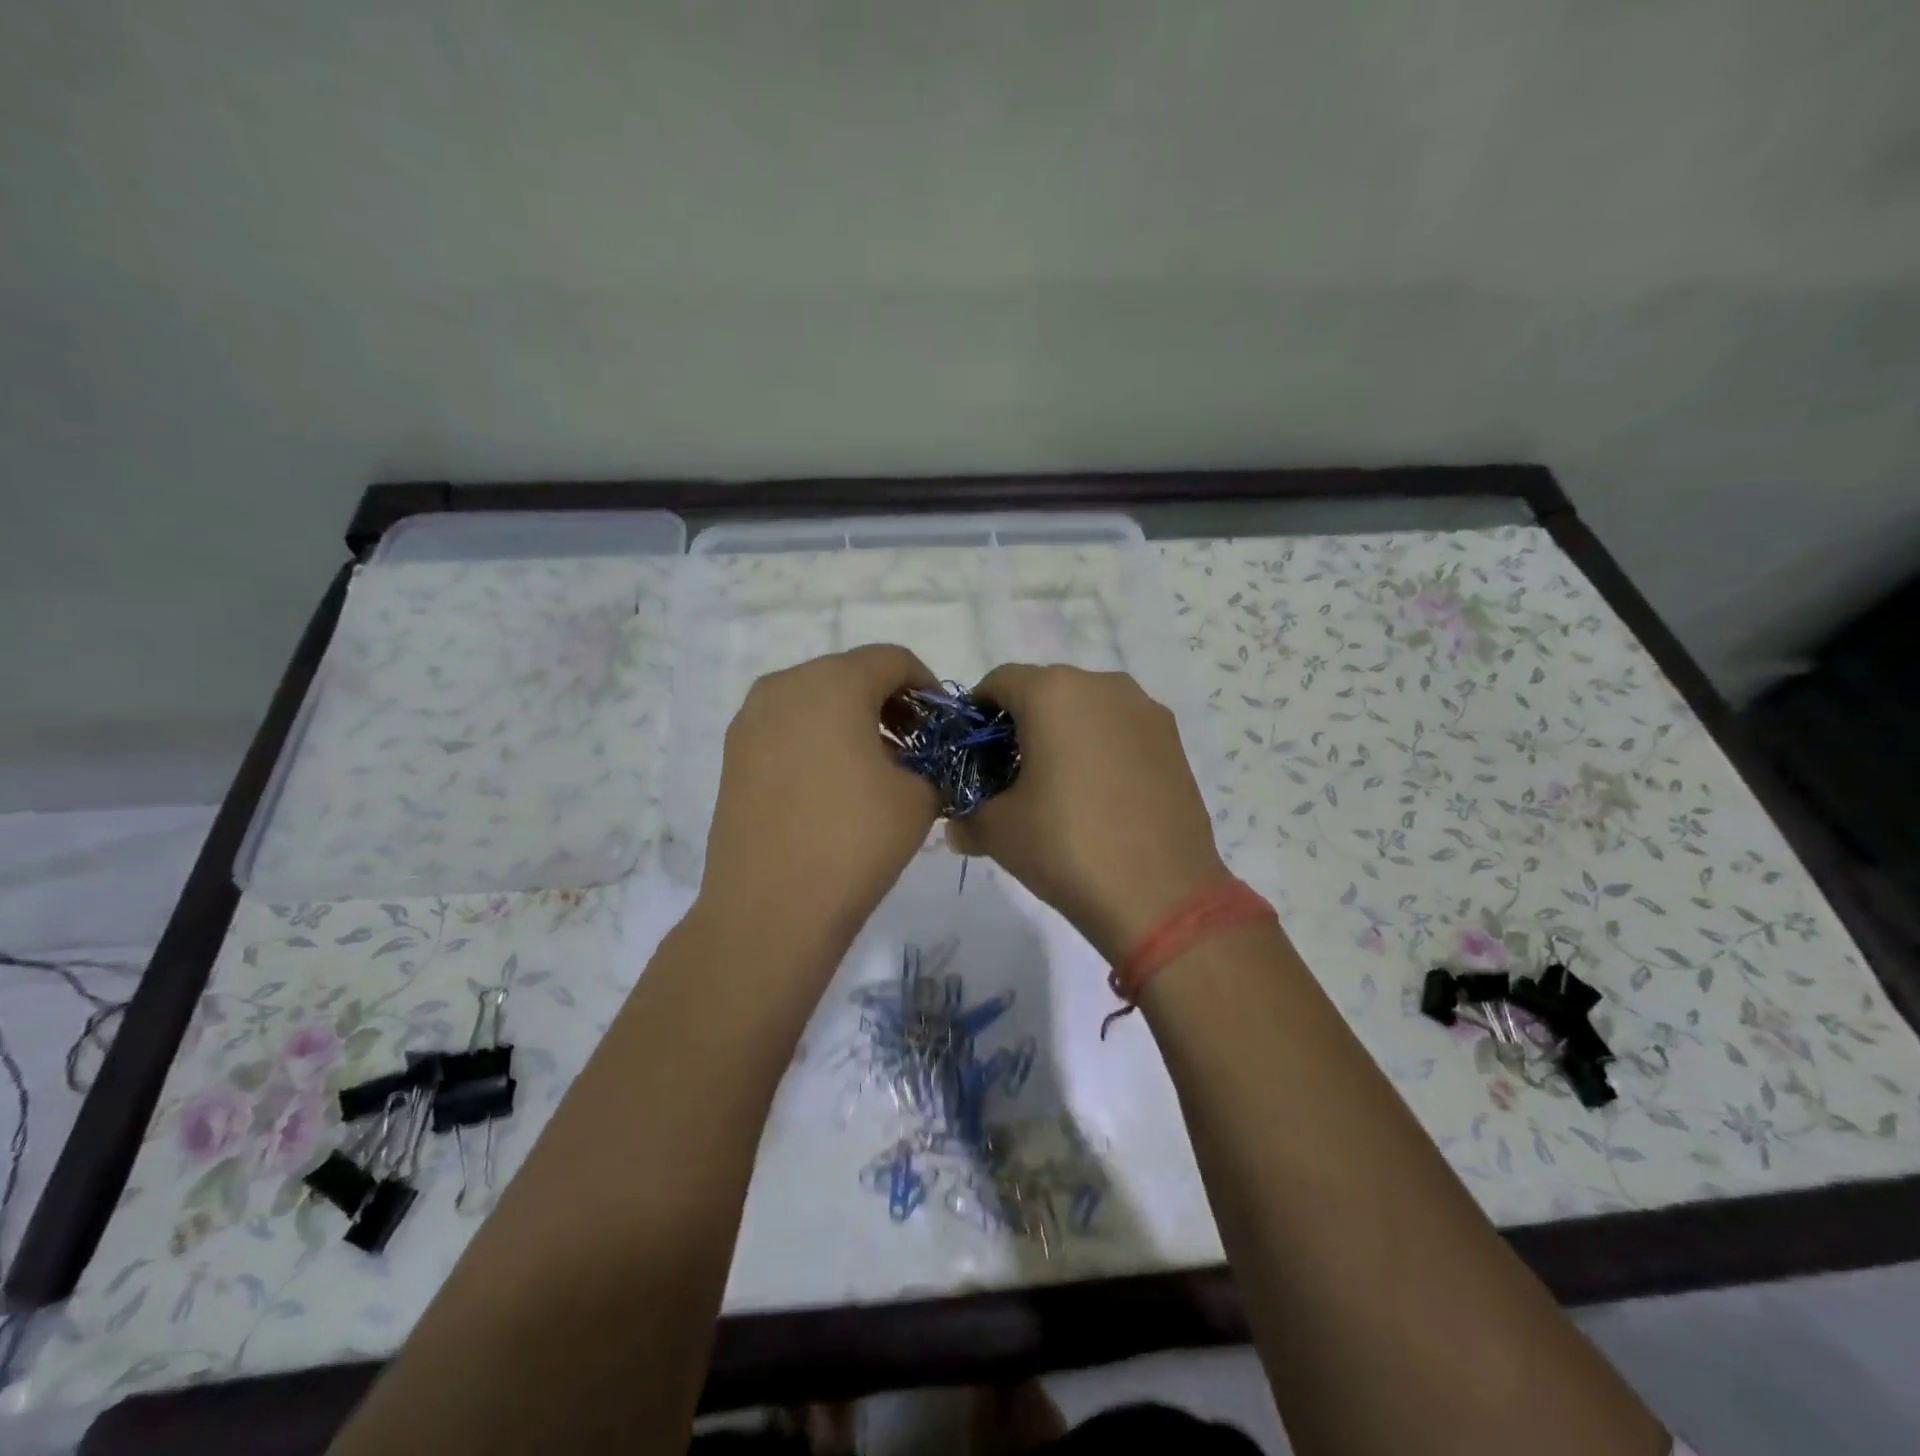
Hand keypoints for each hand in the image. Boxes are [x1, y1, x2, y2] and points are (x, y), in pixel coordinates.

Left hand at [701, 645, 940, 953]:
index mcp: (834, 683)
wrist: (770, 908)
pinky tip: (833, 783)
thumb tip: (917, 766)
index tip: (940, 724)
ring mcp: (751, 720)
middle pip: (849, 674)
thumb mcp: (919, 798)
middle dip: (887, 702)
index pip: (892, 660)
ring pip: (814, 699)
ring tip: (874, 767)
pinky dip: (817, 738)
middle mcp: (785, 686)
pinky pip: (786, 727)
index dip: (926, 686)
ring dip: (851, 720)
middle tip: (912, 745)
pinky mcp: (733, 755)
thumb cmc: (855, 841)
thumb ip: (929, 765)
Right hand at [949, 665, 1228, 962]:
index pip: (999, 682)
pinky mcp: (1173, 739)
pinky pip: (1121, 729)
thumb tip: (957, 828)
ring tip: (1058, 784)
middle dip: (1022, 723)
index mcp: (1052, 693)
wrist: (1161, 895)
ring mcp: (1144, 710)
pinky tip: (1099, 794)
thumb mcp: (998, 833)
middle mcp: (1102, 685)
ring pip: (1088, 707)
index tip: (973, 752)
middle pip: (1046, 690)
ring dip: (1065, 732)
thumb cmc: (1067, 847)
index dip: (978, 713)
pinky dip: (1101, 747)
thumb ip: (968, 816)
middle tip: (1011, 772)